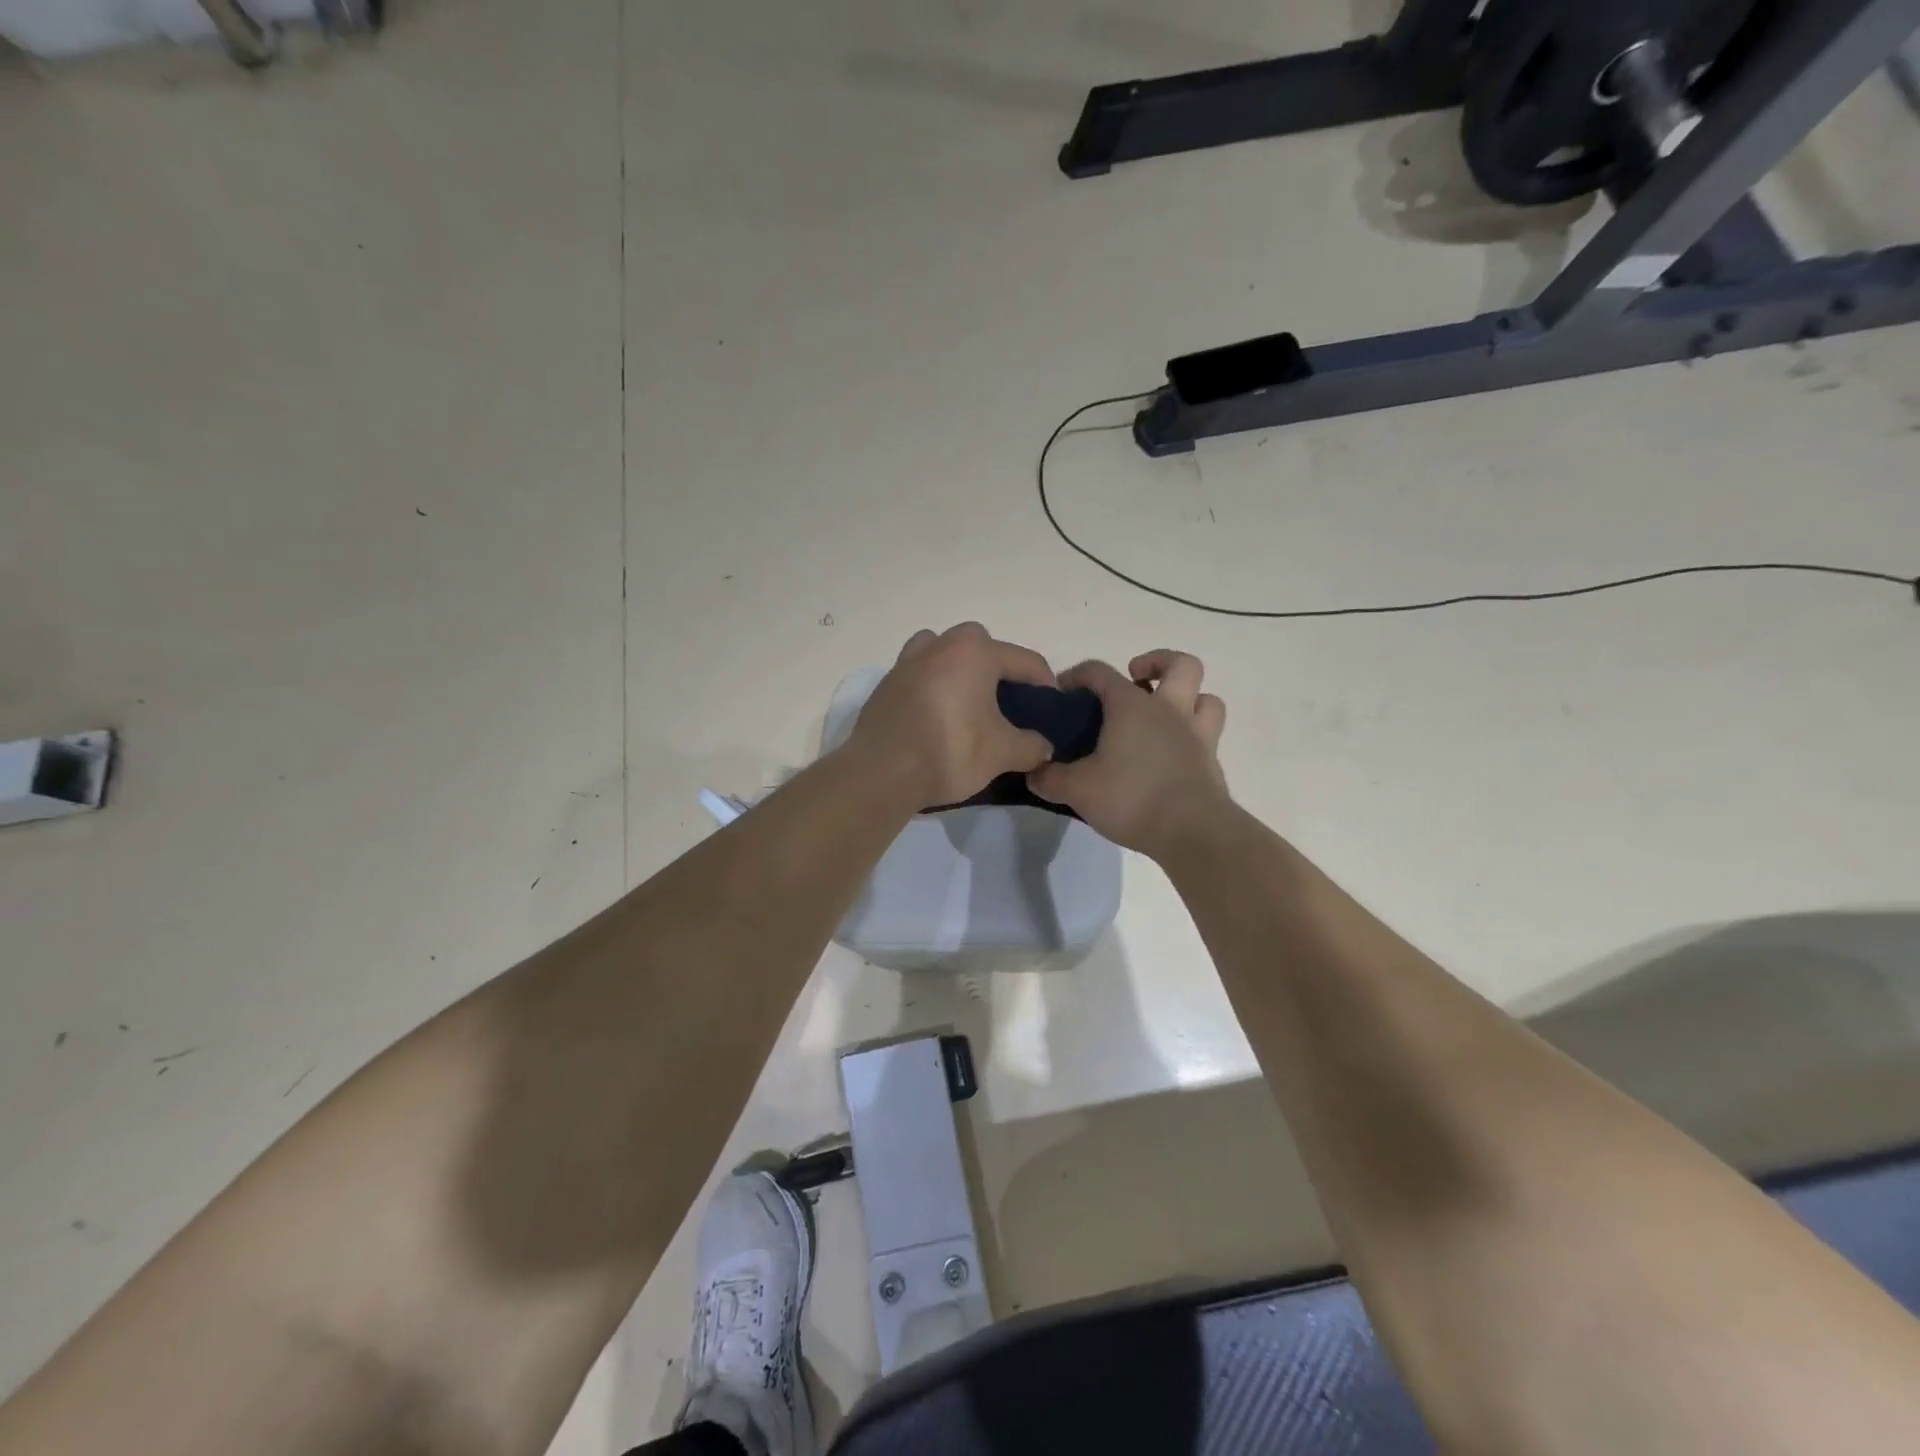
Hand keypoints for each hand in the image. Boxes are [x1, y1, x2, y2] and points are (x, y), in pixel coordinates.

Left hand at [849, 623, 1056, 806]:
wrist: (882, 773)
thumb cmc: (950, 751)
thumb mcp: (1002, 753)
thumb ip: (1031, 746)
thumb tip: (1045, 748)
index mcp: (974, 652)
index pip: (1024, 660)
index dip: (1045, 683)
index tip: (1053, 706)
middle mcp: (939, 645)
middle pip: (979, 645)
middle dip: (997, 666)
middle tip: (1007, 700)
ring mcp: (907, 662)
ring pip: (941, 651)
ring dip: (957, 667)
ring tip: (967, 700)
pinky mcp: (886, 685)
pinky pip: (918, 674)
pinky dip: (932, 686)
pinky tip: (938, 715)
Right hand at [1029, 650, 1229, 857]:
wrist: (1192, 832)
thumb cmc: (1132, 799)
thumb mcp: (1077, 790)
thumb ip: (1050, 778)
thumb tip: (1033, 772)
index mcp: (1132, 706)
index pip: (1100, 672)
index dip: (1077, 676)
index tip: (1061, 693)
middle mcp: (1168, 710)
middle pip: (1179, 665)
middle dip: (1157, 663)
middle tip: (1136, 679)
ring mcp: (1196, 735)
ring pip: (1206, 697)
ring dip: (1188, 697)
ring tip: (1164, 713)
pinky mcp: (1210, 763)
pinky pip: (1208, 734)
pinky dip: (1193, 734)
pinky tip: (1174, 753)